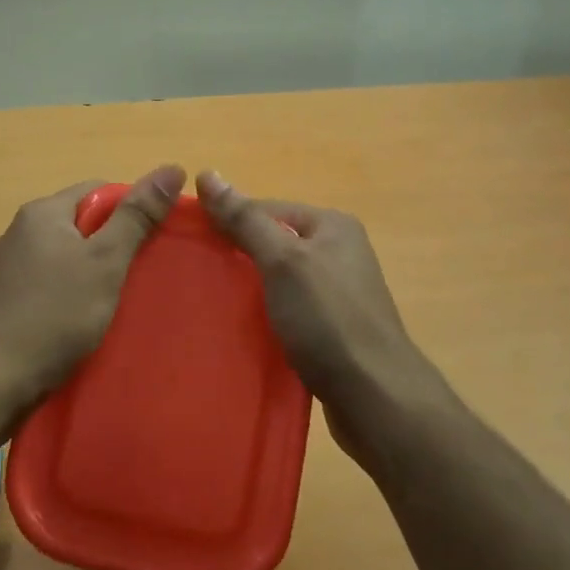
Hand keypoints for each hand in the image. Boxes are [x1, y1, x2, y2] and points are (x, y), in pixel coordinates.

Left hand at [0, 164, 184, 421]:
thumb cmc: (52, 315)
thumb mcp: (104, 262)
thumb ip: (136, 217)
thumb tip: (171, 168)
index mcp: (42, 213)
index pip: (98, 191)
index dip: (132, 210)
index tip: (155, 241)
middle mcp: (19, 233)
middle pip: (80, 225)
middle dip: (113, 246)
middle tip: (144, 275)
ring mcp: (7, 270)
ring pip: (64, 260)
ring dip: (92, 276)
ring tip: (119, 303)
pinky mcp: (3, 305)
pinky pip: (48, 289)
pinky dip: (69, 300)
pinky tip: (84, 325)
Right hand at [196, 171, 439, 446]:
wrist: (375, 396)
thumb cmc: (328, 319)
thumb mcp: (282, 261)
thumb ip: (245, 219)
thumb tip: (208, 173)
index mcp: (333, 226)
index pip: (268, 208)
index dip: (230, 221)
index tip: (193, 243)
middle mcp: (341, 253)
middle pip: (275, 244)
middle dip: (239, 257)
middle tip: (199, 276)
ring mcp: (340, 293)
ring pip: (281, 281)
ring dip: (251, 291)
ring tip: (213, 305)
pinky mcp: (335, 330)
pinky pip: (291, 311)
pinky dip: (267, 318)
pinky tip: (244, 333)